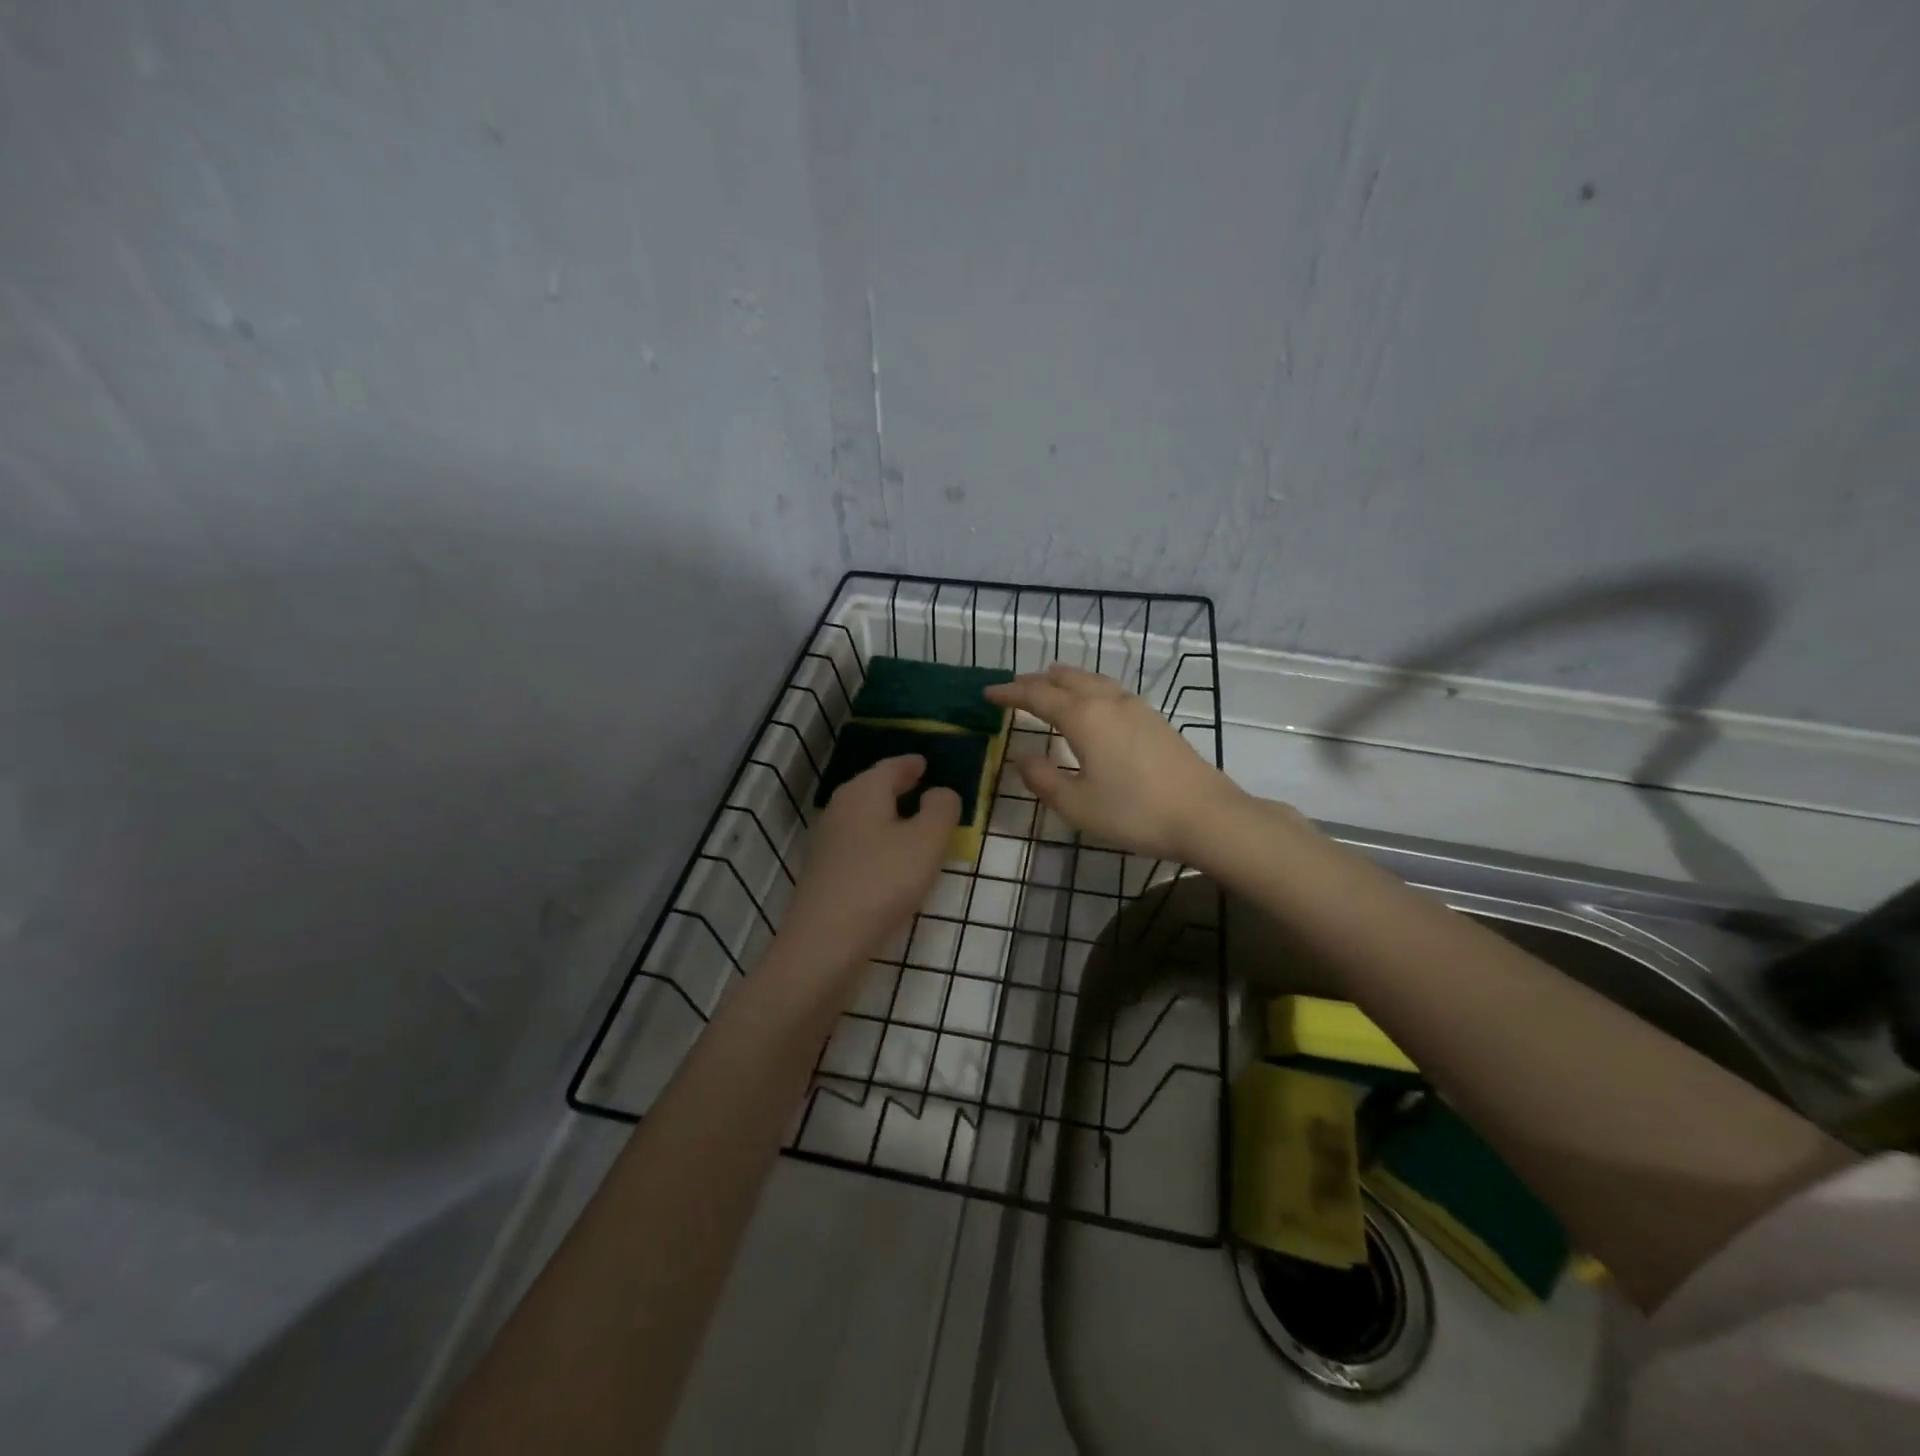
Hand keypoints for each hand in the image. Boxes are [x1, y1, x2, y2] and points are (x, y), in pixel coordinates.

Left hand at [778, 755, 960, 975]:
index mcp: (864, 791)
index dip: (911, 764)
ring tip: (911, 821)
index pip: (891, 767)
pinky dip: (876, 839)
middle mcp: (840, 808)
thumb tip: (940, 792)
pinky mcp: (824, 872)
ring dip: (886, 815)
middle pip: (872, 788)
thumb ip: (941, 810)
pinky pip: (857, 842)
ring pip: (863, 815)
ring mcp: (827, 841)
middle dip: (896, 785)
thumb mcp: (926, 842)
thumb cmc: (883, 881)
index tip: (925, 762)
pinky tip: (890, 857)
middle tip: (920, 785)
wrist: (826, 940)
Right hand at [985, 664, 1243, 863]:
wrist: (1205, 815)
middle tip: (1014, 688)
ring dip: (1064, 679)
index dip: (1010, 693)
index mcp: (1083, 717)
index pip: (1037, 696)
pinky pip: (1109, 689)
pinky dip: (1087, 687)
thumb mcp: (1077, 804)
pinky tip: (1091, 702)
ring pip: (1091, 679)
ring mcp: (1135, 706)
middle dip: (1035, 681)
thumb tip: (1022, 757)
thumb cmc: (1134, 812)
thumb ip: (1043, 779)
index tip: (988, 693)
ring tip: (1048, 682)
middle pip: (1064, 679)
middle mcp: (1107, 701)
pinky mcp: (1154, 718)